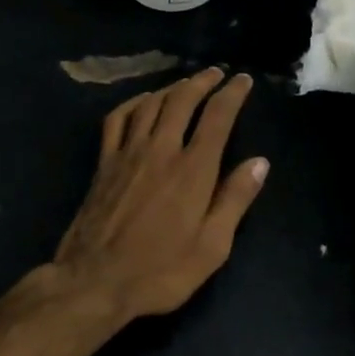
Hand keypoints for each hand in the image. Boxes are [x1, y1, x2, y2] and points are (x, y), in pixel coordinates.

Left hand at [53, 68, 269, 320]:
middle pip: (183, 100)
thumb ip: (235, 200)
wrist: (94, 282)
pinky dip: (133, 103)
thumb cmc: (160, 271)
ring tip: (186, 83)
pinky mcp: (104, 162)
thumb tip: (260, 162)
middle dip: (203, 82)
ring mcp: (128, 153)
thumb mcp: (211, 247)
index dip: (232, 94)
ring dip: (172, 87)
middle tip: (216, 73)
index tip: (243, 80)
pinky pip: (118, 119)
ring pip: (151, 103)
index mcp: (193, 170)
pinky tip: (142, 102)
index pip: (217, 117)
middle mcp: (161, 150)